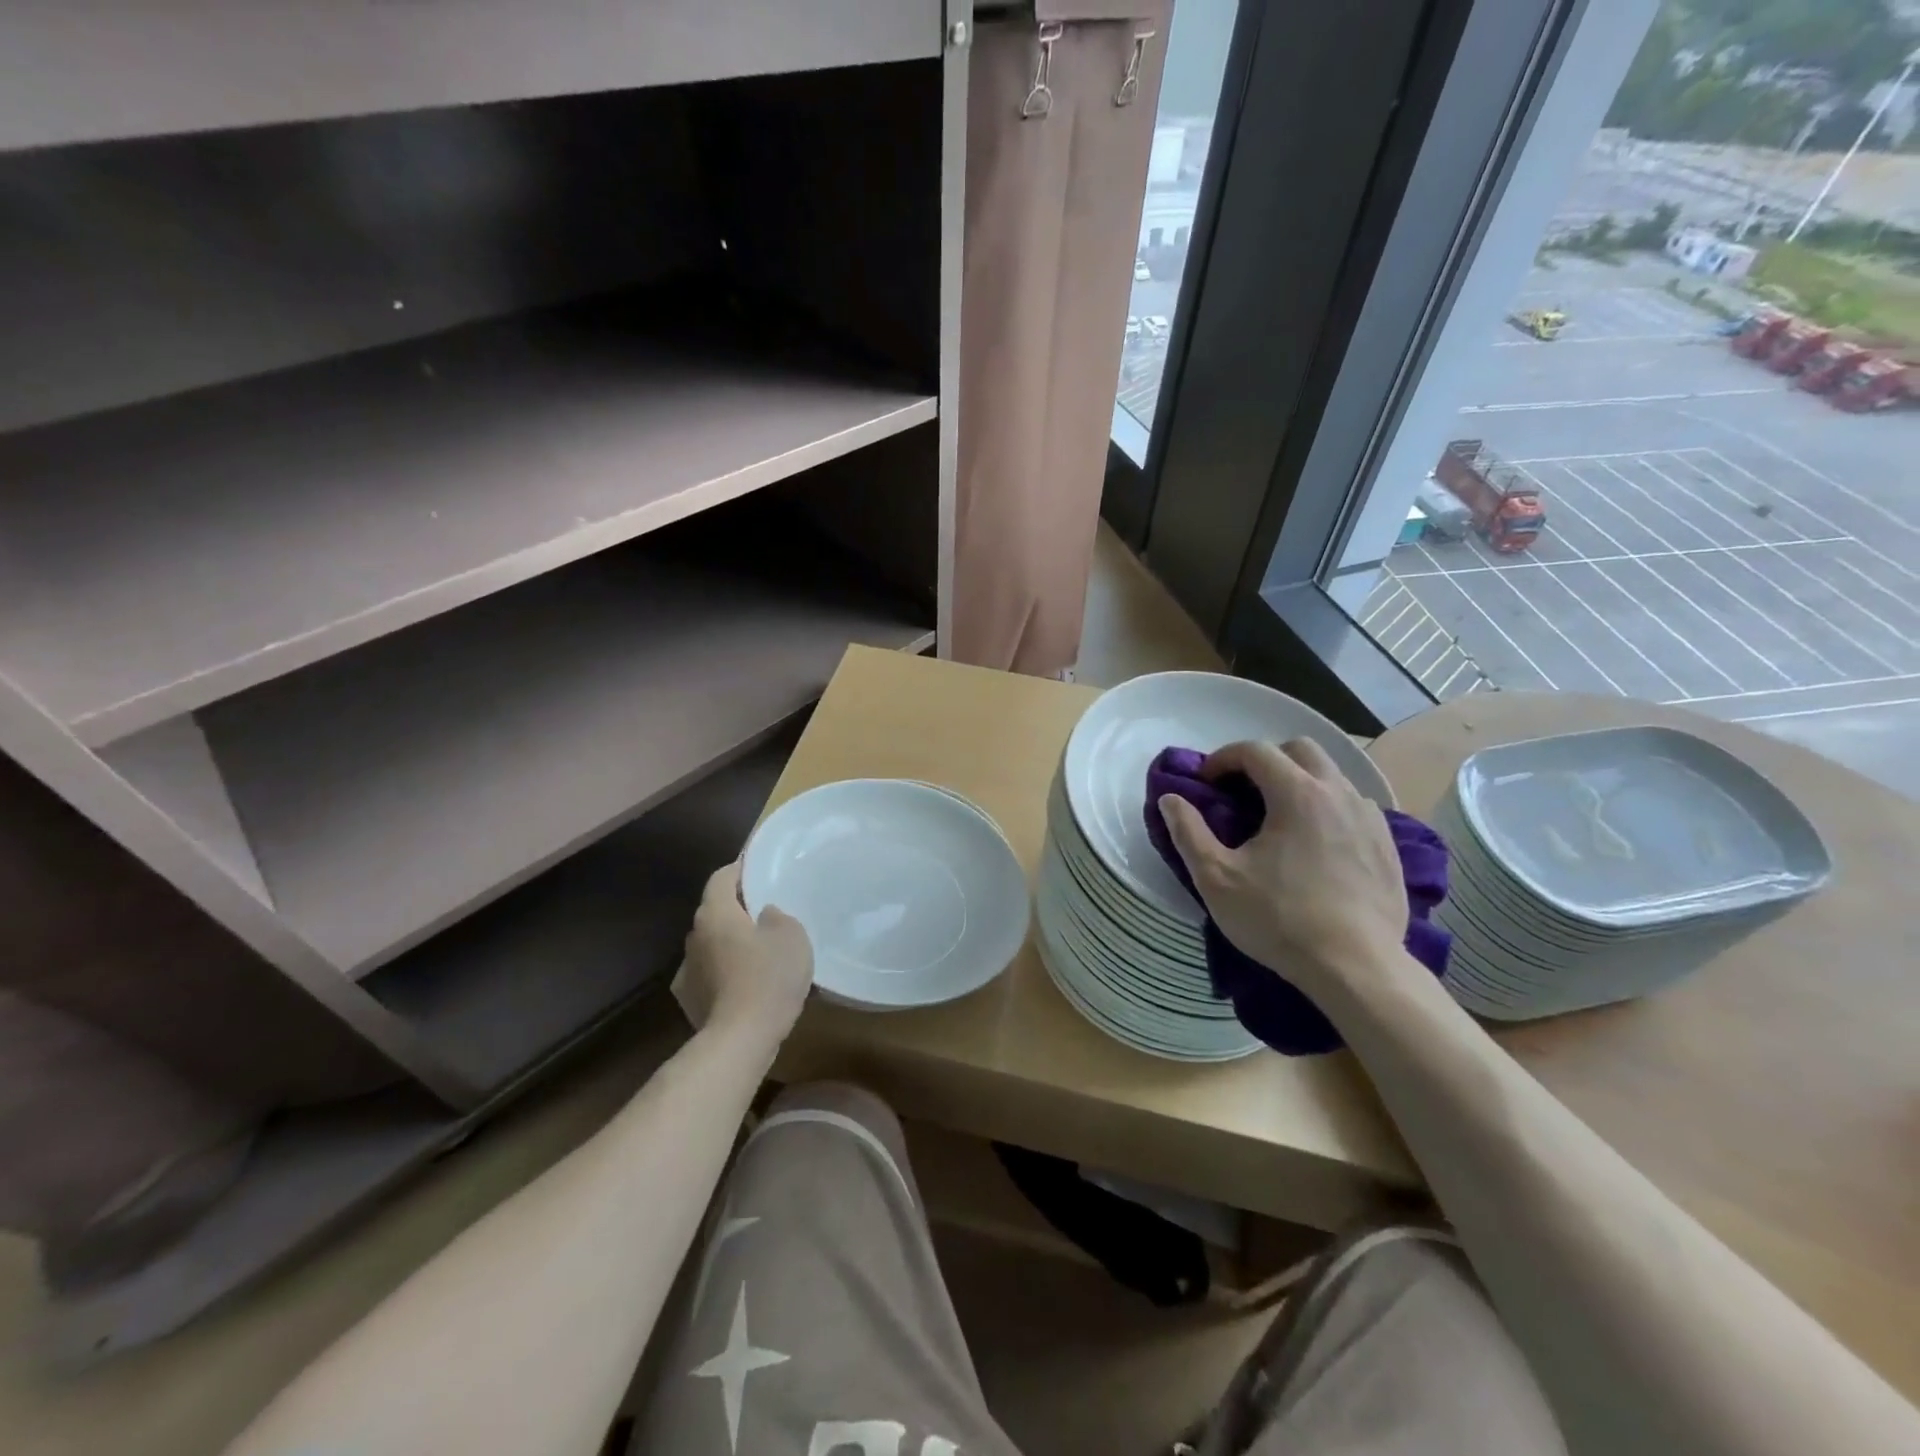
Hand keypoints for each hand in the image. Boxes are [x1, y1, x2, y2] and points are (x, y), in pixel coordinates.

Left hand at [677, 863, 813, 1044]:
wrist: (740, 1040)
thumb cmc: (768, 977)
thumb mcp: (791, 936)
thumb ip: (778, 917)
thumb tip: (764, 916)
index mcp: (715, 913)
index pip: (721, 878)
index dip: (739, 869)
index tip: (758, 869)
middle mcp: (694, 937)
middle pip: (715, 912)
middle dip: (737, 910)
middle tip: (766, 913)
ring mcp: (687, 972)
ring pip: (712, 946)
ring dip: (730, 945)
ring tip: (759, 953)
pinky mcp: (690, 1002)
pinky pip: (711, 976)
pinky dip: (726, 975)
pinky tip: (747, 986)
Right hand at [1158, 739, 1407, 994]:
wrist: (1355, 968)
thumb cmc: (1278, 919)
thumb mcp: (1217, 878)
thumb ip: (1188, 832)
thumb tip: (1170, 799)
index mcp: (1296, 793)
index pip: (1255, 750)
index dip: (1223, 758)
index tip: (1205, 782)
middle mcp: (1338, 793)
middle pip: (1301, 749)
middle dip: (1266, 759)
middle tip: (1242, 792)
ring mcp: (1370, 818)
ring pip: (1332, 776)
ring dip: (1300, 782)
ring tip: (1279, 818)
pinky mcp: (1388, 846)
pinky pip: (1354, 807)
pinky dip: (1328, 809)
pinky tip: (1316, 844)